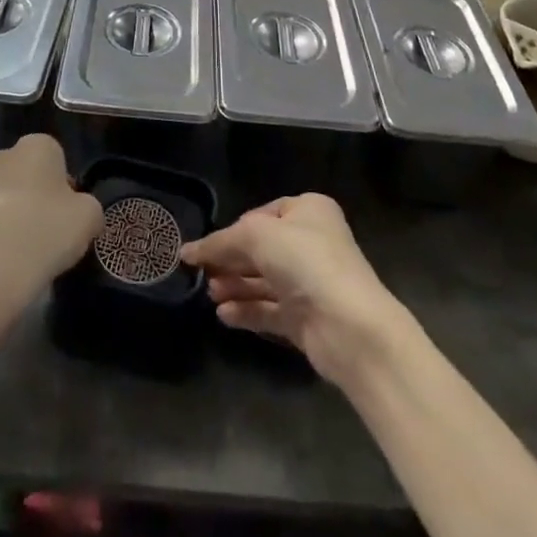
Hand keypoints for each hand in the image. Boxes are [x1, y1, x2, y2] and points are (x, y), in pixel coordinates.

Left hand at [0, 135, 103, 334]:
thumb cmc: (46, 230)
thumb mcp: (89, 217)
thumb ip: (89, 208)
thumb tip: (82, 212)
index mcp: (37, 145)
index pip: (57, 157)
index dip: (65, 185)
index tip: (69, 213)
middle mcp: (3, 155)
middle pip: (25, 173)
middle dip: (34, 195)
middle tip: (48, 229)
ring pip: (2, 196)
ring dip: (11, 215)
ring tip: (25, 251)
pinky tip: (3, 262)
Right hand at [179, 194, 404, 386]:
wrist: (349, 326)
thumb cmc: (304, 262)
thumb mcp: (255, 236)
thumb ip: (219, 242)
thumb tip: (187, 252)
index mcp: (308, 211)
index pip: (261, 214)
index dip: (233, 230)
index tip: (206, 246)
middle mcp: (311, 243)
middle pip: (260, 249)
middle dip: (230, 260)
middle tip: (199, 272)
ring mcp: (309, 283)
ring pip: (263, 280)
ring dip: (234, 286)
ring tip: (209, 294)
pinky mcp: (306, 318)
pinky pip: (269, 310)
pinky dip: (246, 310)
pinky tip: (223, 314)